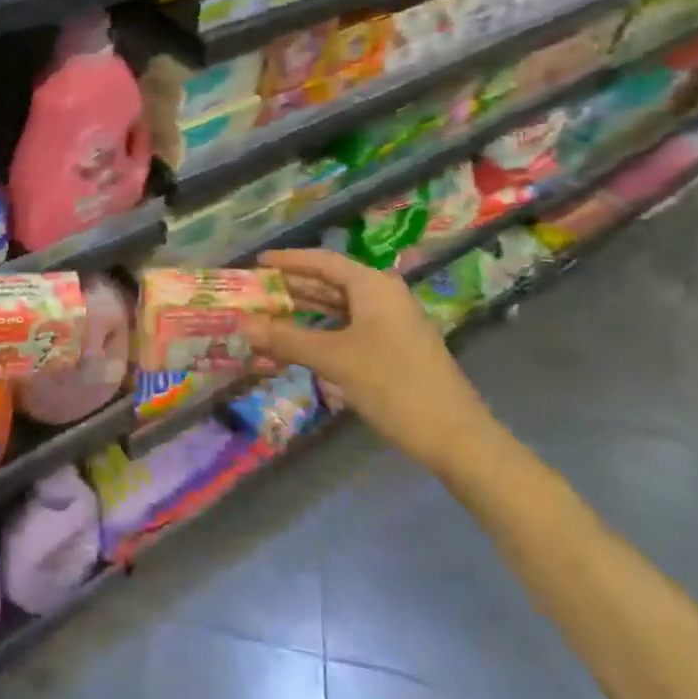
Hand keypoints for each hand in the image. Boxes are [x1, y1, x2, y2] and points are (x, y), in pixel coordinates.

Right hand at [250, 249, 497, 477]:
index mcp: (373, 286)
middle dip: (293, 287)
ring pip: (339, 308)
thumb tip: (241, 325)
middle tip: (256, 291)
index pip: (323, 261)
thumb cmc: (393, 385)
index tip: (258, 262)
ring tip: (269, 316)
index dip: (289, 260)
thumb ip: (286, 339)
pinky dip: (322, 333)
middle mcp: (383, 296)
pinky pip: (349, 329)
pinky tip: (300, 346)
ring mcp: (392, 323)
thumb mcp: (335, 360)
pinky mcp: (395, 348)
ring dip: (305, 313)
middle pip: (330, 282)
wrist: (456, 438)